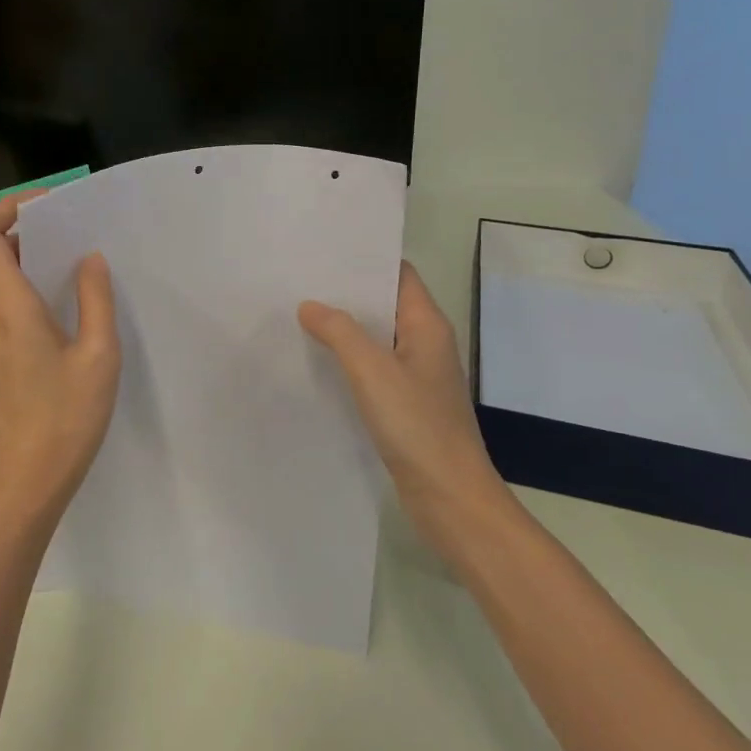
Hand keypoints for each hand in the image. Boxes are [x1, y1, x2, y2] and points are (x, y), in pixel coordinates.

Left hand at [0, 192, 120, 537]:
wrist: (24, 485)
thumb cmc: (64, 418)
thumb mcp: (98, 356)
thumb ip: (95, 299)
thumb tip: (89, 259)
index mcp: (7, 305)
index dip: (7, 208)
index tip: (47, 207)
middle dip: (27, 234)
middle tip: (73, 235)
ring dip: (26, 266)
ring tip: (72, 271)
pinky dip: (21, 295)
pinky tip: (58, 316)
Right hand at [299, 262, 512, 559]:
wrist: (450, 498)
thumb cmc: (417, 425)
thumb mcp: (372, 370)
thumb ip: (340, 332)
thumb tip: (309, 305)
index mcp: (427, 325)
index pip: (399, 274)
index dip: (366, 260)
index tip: (325, 252)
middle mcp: (425, 344)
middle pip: (385, 304)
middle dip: (347, 293)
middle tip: (301, 281)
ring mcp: (417, 376)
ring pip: (377, 339)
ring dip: (345, 328)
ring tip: (300, 314)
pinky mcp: (406, 405)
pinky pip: (373, 369)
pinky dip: (349, 361)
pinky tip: (317, 362)